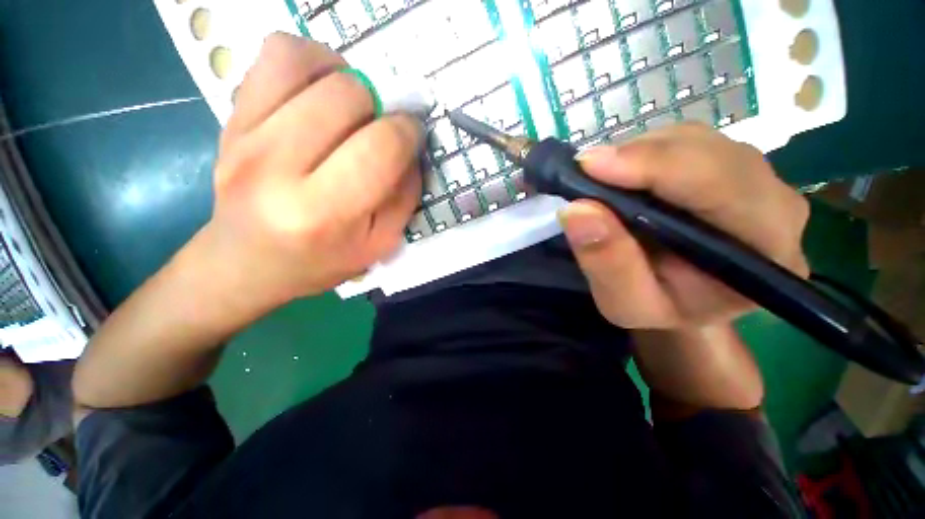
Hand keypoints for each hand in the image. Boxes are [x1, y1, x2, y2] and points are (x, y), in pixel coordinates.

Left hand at [199, 33, 422, 310]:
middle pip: (347, 95)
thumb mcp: (381, 243)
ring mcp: (244, 135)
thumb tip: (412, 148)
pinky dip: (308, 60)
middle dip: (380, 106)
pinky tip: (320, 91)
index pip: (382, 146)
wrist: (248, 262)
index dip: (409, 132)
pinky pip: (273, 56)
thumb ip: (406, 196)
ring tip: (351, 105)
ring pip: (306, 62)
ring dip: (345, 76)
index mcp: (324, 211)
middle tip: (379, 128)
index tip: (412, 136)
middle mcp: (278, 167)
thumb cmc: (322, 260)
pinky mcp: (229, 117)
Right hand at [558, 124, 809, 328]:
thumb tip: (577, 210)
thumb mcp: (625, 303)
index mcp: (765, 251)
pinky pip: (686, 141)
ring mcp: (758, 178)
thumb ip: (607, 262)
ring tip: (602, 180)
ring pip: (695, 140)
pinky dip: (644, 152)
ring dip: (638, 153)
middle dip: (639, 156)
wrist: (685, 300)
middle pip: (709, 152)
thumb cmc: (659, 309)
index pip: (721, 186)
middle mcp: (777, 204)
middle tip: (584, 171)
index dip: (655, 166)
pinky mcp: (733, 165)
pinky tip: (624, 176)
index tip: (591, 166)